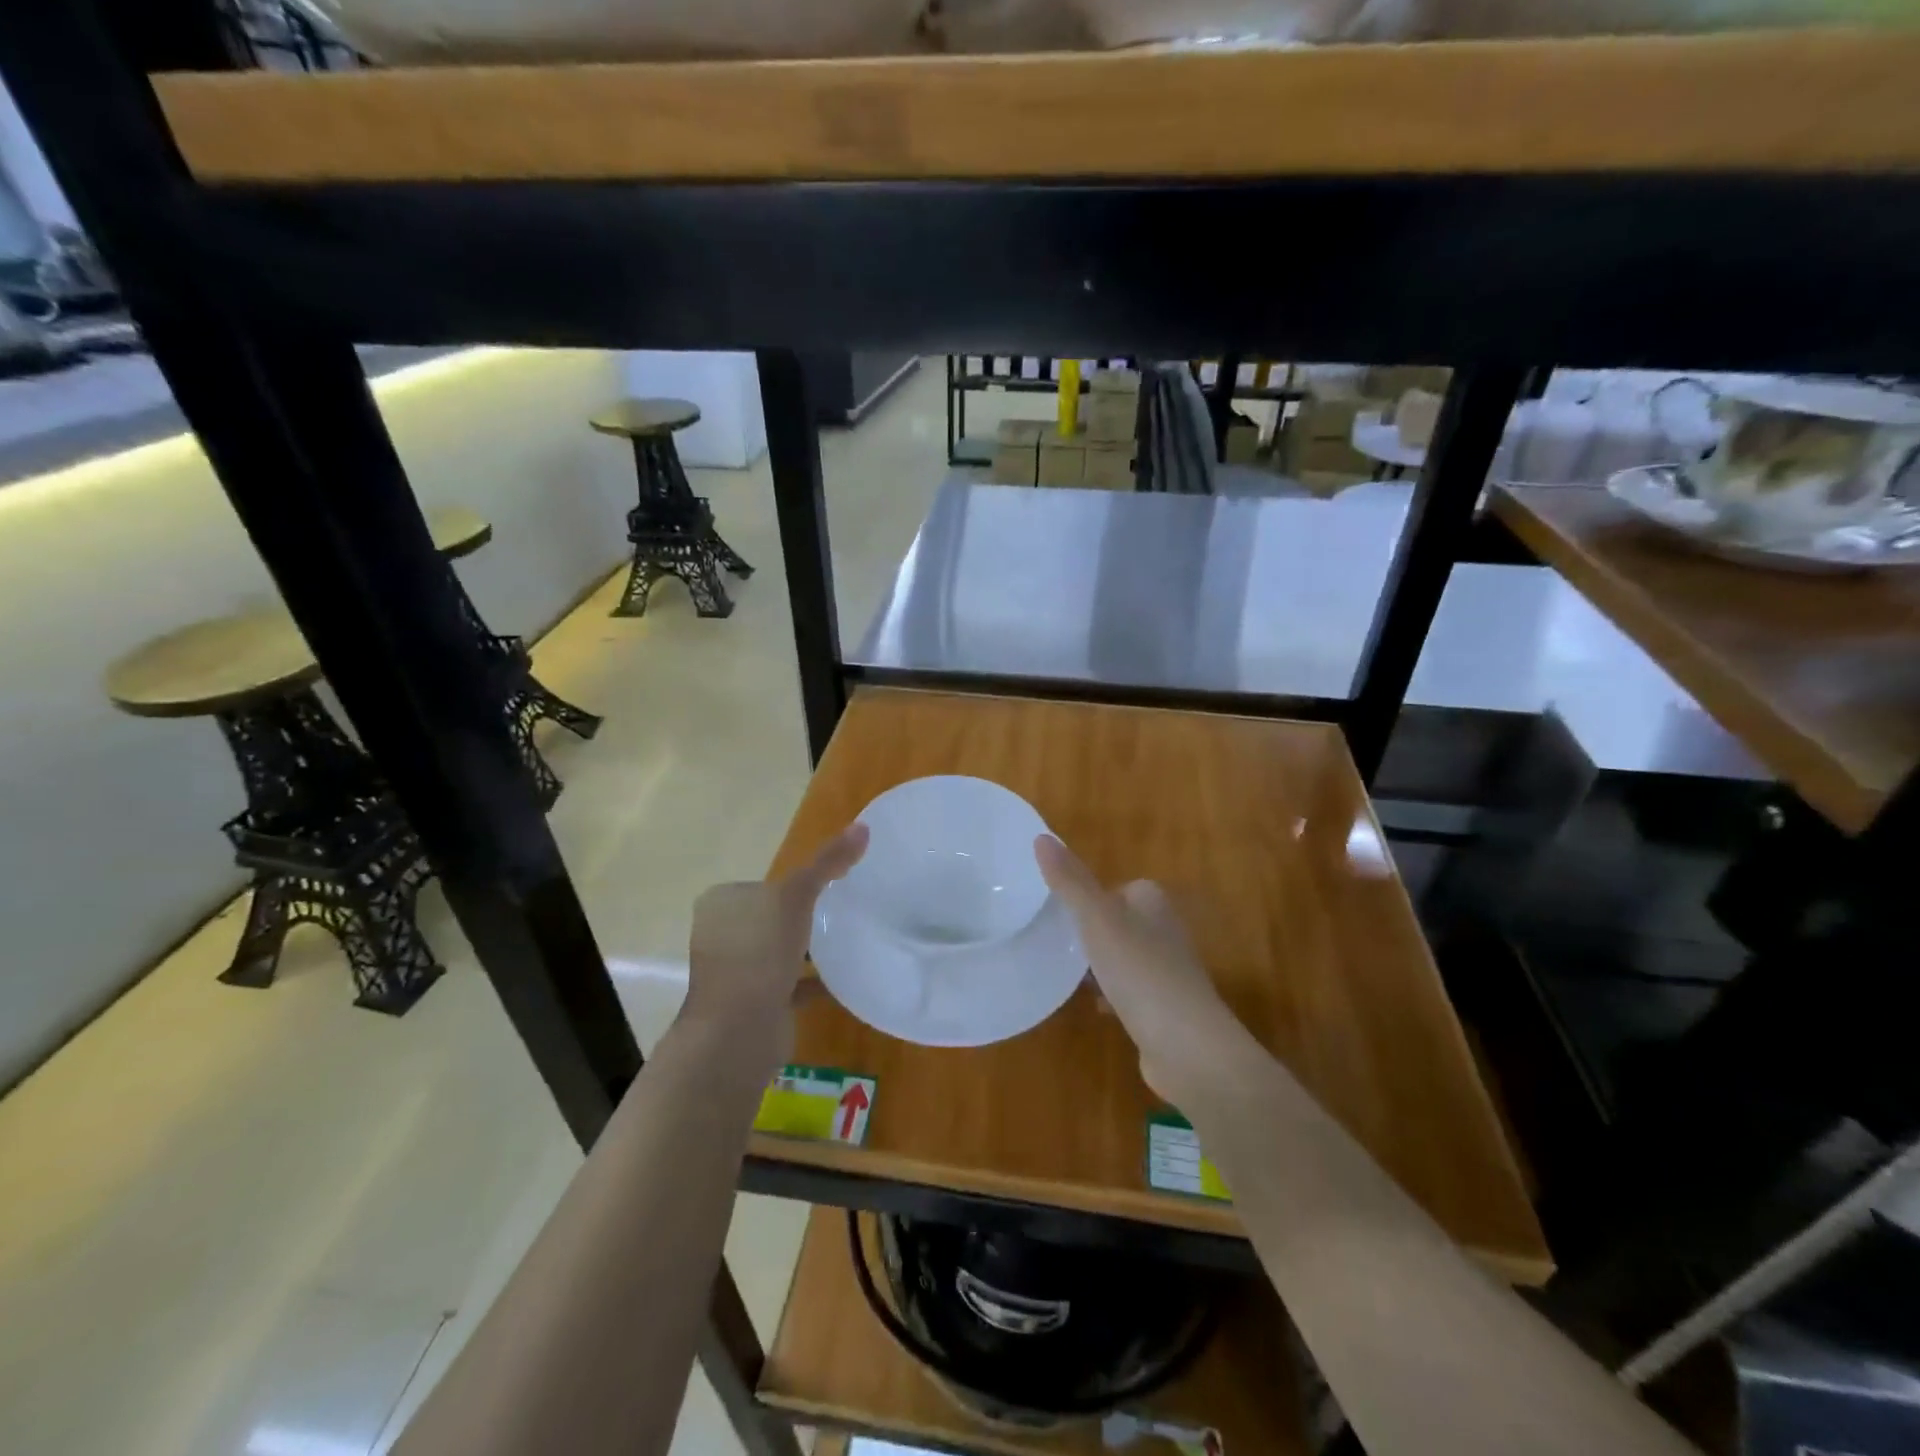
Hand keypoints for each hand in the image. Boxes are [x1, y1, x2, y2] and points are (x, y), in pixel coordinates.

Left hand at [682, 823, 868, 1065]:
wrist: (738, 1033)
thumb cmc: (759, 953)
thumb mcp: (795, 896)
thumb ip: (827, 863)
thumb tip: (863, 826)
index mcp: (723, 906)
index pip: (763, 884)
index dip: (795, 882)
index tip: (833, 882)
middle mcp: (726, 937)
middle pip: (773, 918)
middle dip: (804, 916)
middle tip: (847, 908)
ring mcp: (740, 973)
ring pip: (782, 953)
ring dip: (809, 949)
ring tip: (850, 938)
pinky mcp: (758, 1004)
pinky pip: (793, 986)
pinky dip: (816, 982)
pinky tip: (846, 978)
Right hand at [1035, 834, 1265, 1104]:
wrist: (1188, 1047)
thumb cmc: (1140, 972)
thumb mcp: (1097, 920)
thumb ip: (1069, 882)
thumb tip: (1041, 837)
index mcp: (1153, 902)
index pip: (1119, 888)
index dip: (1092, 898)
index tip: (1063, 914)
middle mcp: (1166, 931)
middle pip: (1120, 922)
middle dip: (1092, 934)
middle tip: (1060, 944)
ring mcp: (1168, 972)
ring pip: (1124, 957)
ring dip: (1100, 966)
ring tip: (1071, 975)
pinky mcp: (1165, 1009)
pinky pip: (1131, 992)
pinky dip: (1113, 996)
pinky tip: (1097, 1008)